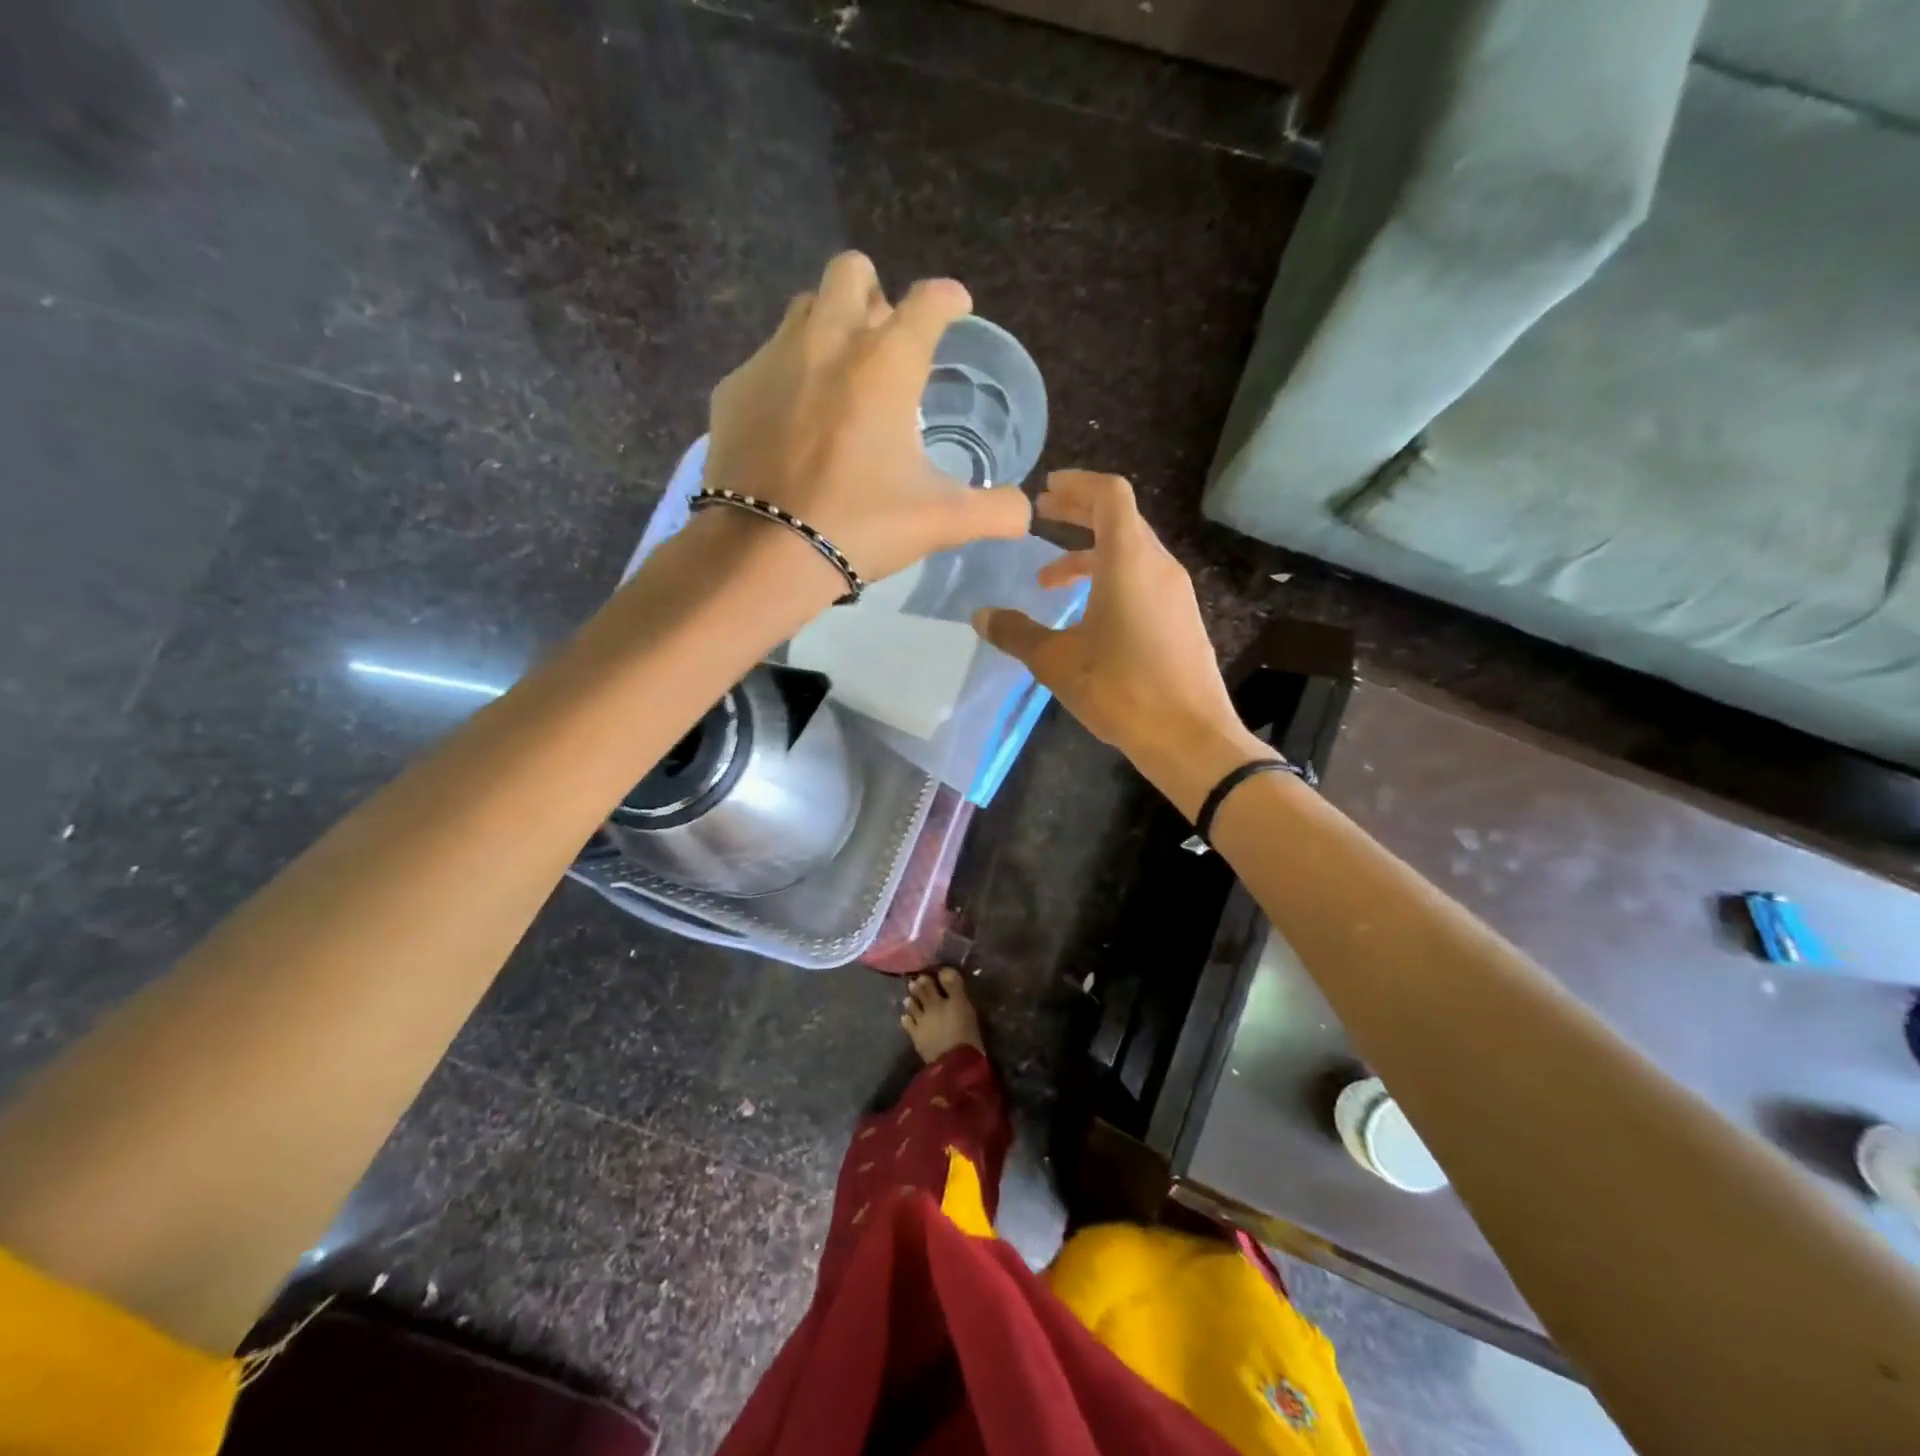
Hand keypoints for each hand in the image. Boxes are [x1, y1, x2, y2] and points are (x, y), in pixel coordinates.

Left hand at [703, 252, 1032, 593]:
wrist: (765, 552)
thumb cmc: (862, 525)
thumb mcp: (942, 522)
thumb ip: (995, 511)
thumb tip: (1025, 513)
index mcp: (887, 363)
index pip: (928, 300)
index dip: (949, 299)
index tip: (955, 309)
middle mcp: (829, 339)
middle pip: (852, 271)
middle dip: (875, 295)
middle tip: (885, 345)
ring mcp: (773, 359)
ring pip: (805, 307)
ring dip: (829, 326)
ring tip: (839, 379)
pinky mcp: (734, 388)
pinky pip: (766, 359)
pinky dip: (787, 377)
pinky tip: (792, 423)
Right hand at [973, 471, 1264, 813]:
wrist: (1189, 736)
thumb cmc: (1121, 689)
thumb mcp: (1057, 662)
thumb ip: (1017, 633)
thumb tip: (981, 616)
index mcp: (1129, 560)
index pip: (1109, 495)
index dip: (1077, 484)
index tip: (1047, 489)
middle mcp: (1158, 565)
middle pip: (1120, 519)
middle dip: (1079, 514)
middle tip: (1043, 517)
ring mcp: (1175, 592)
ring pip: (1131, 552)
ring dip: (1090, 555)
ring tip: (1049, 581)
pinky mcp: (1181, 618)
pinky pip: (1143, 579)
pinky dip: (1111, 578)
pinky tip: (1087, 614)